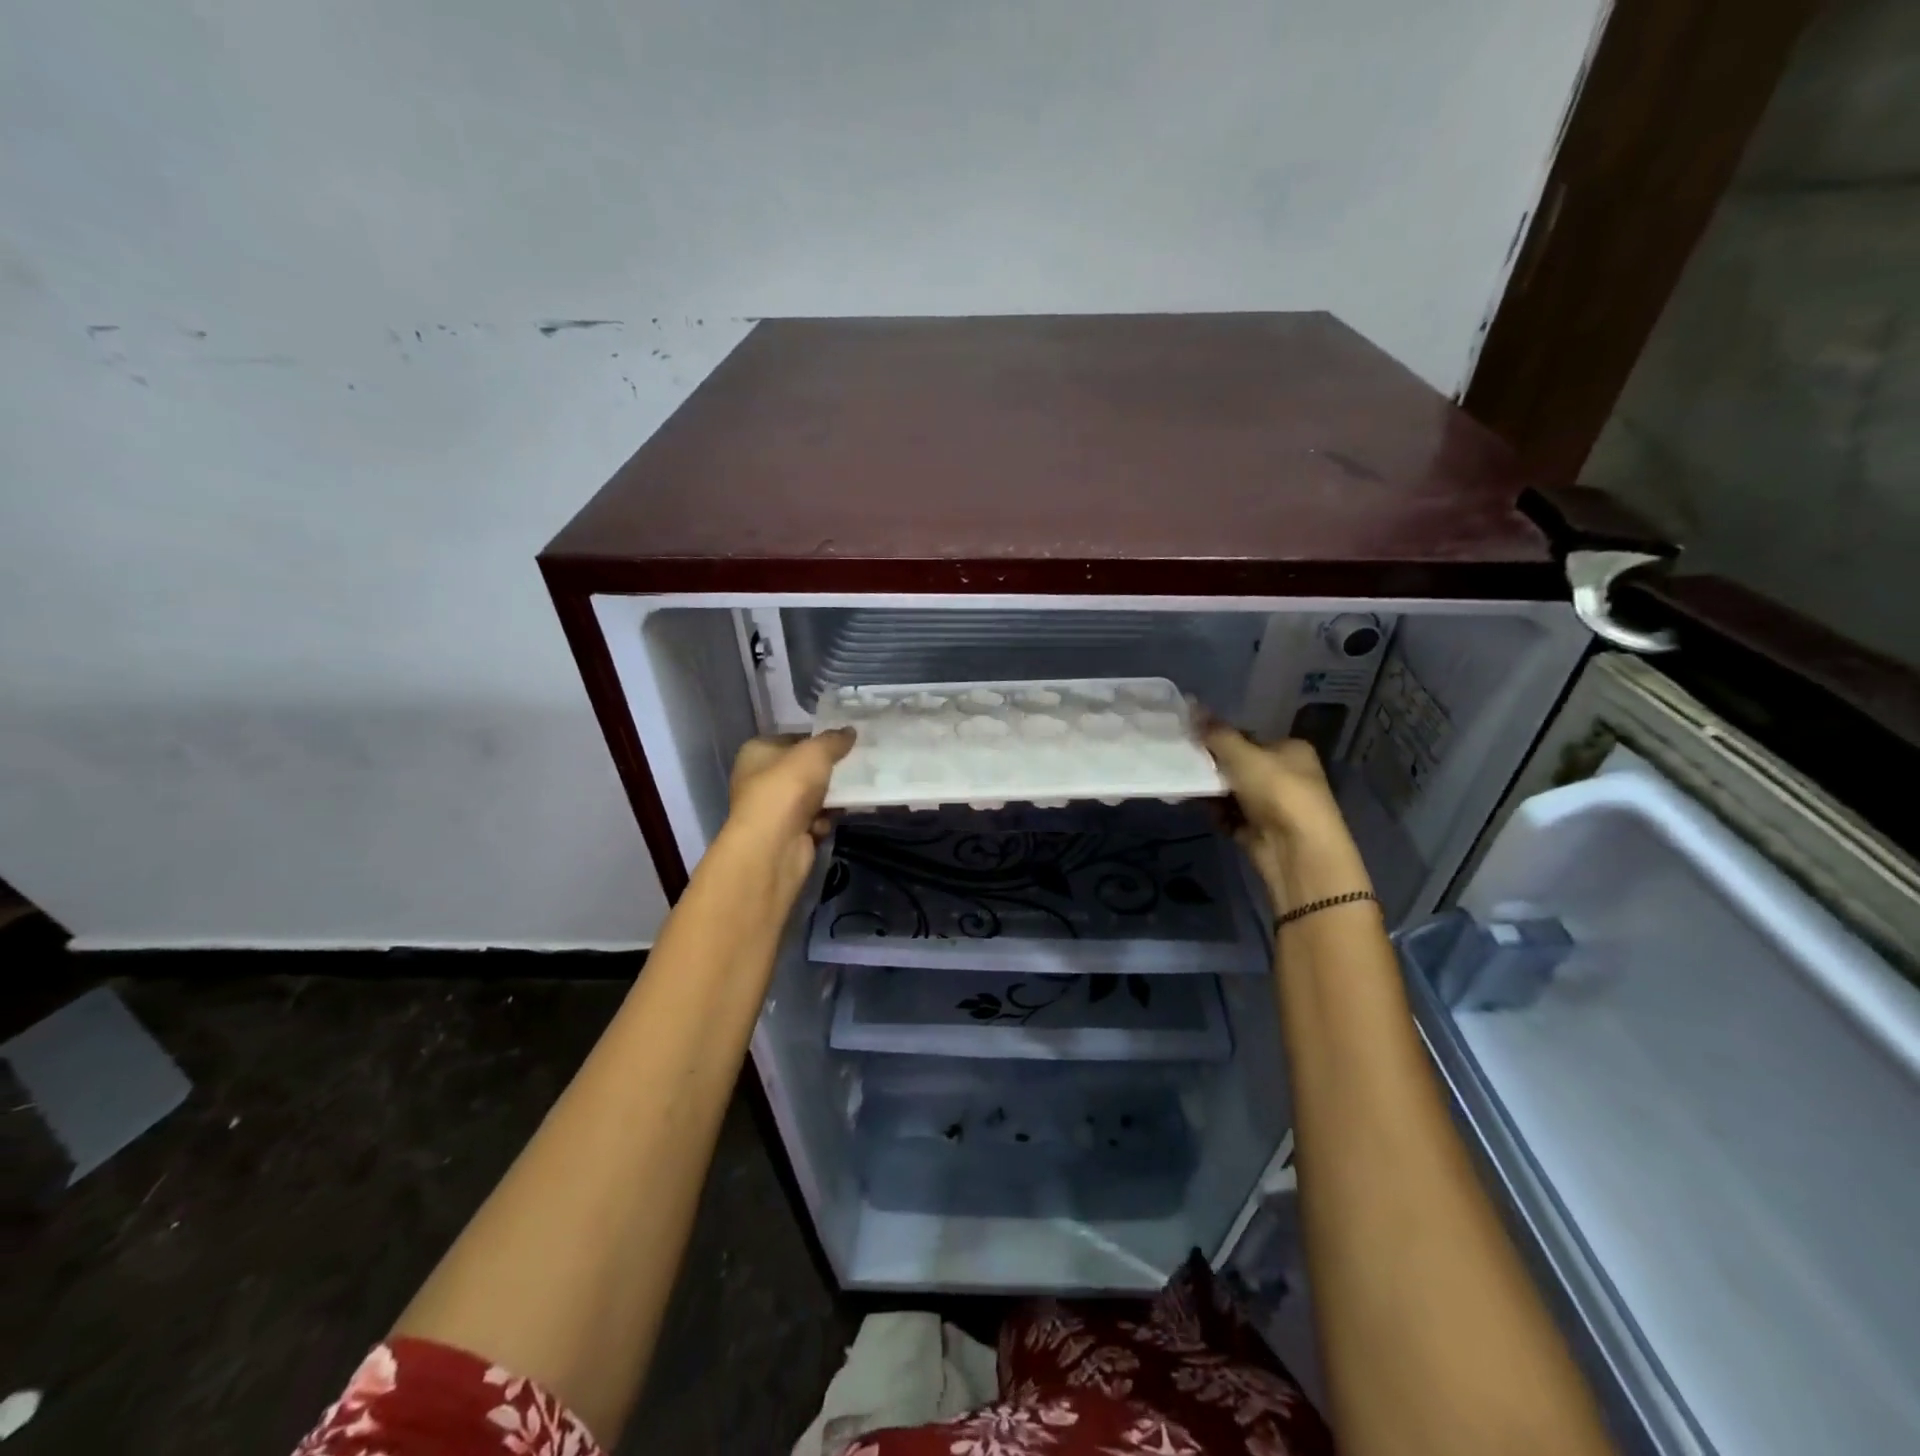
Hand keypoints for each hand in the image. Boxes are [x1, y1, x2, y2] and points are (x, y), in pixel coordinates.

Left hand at [721, 729, 855, 905]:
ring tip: (856, 790)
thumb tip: (850, 731)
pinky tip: (836, 818)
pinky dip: (825, 819)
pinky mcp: (787, 833)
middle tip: (856, 764)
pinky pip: (814, 820)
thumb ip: (834, 740)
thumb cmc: (787, 788)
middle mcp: (760, 779)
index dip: (817, 739)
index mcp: (757, 752)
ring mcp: (773, 809)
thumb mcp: (815, 753)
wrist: (774, 846)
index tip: (844, 740)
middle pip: (802, 769)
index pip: (791, 738)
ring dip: (831, 797)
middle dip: (828, 770)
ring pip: (811, 796)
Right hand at [1204, 724, 1370, 914]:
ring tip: (1186, 785)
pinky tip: (1199, 808)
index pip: (1249, 737)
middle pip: (1239, 764)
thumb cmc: (1277, 791)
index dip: (1221, 738)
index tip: (1192, 740)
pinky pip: (1231, 816)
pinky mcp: (1260, 830)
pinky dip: (1216, 813)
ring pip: (1232, 791)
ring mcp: (1273, 805)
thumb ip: (1216, 733)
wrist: (1297, 851)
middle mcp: (1286, 775)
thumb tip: (1191, 704)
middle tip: (1185, 763)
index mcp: (1291, 750)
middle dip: (1213, 766)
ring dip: (1211, 790)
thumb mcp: (1244, 755)